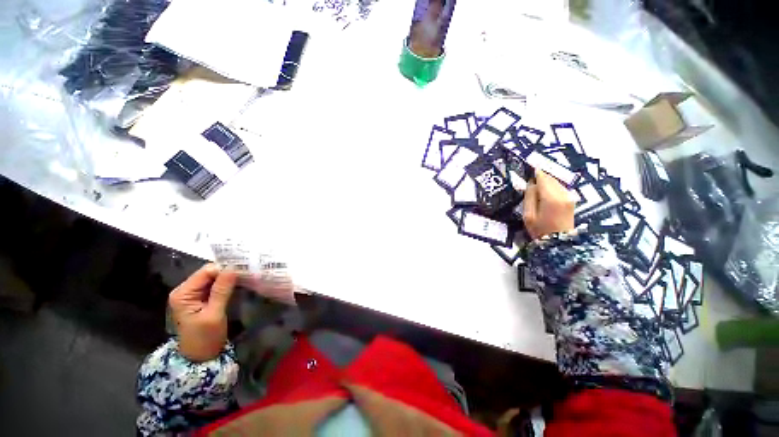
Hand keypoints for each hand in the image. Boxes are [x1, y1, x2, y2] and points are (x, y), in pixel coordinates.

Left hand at [169, 264, 237, 361]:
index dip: (224, 269)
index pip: (206, 272)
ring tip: (245, 277)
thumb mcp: (214, 314)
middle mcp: (185, 290)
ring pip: (213, 278)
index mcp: (183, 293)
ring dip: (228, 278)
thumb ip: (222, 290)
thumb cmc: (205, 338)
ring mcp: (193, 294)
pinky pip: (215, 285)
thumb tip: (233, 268)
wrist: (200, 357)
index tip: (243, 271)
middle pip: (209, 273)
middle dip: (227, 272)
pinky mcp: (201, 298)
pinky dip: (226, 284)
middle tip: (247, 273)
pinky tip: (238, 284)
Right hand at [523, 170, 575, 239]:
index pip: (543, 178)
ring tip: (536, 184)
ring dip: (547, 181)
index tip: (529, 167)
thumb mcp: (528, 215)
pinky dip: (552, 186)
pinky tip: (545, 191)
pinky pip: (560, 188)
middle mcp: (562, 194)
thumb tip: (531, 183)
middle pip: (551, 178)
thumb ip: (529, 197)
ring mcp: (569, 197)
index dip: (535, 172)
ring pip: (556, 182)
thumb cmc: (539, 230)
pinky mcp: (571, 200)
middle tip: (530, 175)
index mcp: (550, 198)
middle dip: (541, 176)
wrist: (559, 243)